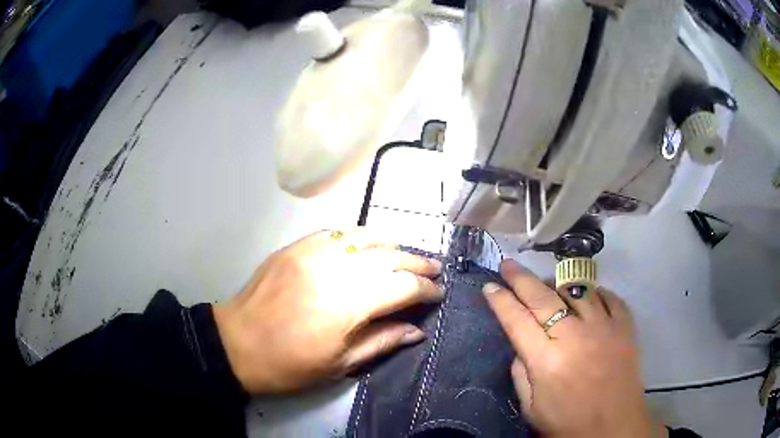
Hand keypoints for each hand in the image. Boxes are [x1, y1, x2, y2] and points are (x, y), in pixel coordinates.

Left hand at [213, 228, 442, 393]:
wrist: (238, 344)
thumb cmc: (290, 364)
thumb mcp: (341, 364)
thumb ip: (383, 341)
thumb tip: (417, 330)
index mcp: (348, 305)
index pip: (402, 287)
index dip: (426, 289)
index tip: (438, 294)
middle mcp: (334, 270)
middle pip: (388, 257)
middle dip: (417, 264)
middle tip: (434, 270)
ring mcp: (312, 252)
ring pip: (364, 237)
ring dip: (392, 244)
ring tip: (407, 253)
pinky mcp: (296, 247)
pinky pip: (335, 233)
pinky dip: (358, 236)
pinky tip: (368, 243)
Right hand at [483, 260, 665, 437]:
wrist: (613, 429)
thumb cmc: (567, 423)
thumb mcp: (530, 408)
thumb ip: (520, 373)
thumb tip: (521, 345)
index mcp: (546, 360)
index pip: (517, 320)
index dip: (501, 301)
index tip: (489, 287)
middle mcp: (574, 336)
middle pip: (542, 297)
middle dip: (520, 279)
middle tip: (508, 265)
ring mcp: (603, 327)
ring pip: (577, 290)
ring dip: (557, 283)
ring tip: (547, 282)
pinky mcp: (625, 326)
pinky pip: (609, 297)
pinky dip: (595, 292)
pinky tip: (587, 295)